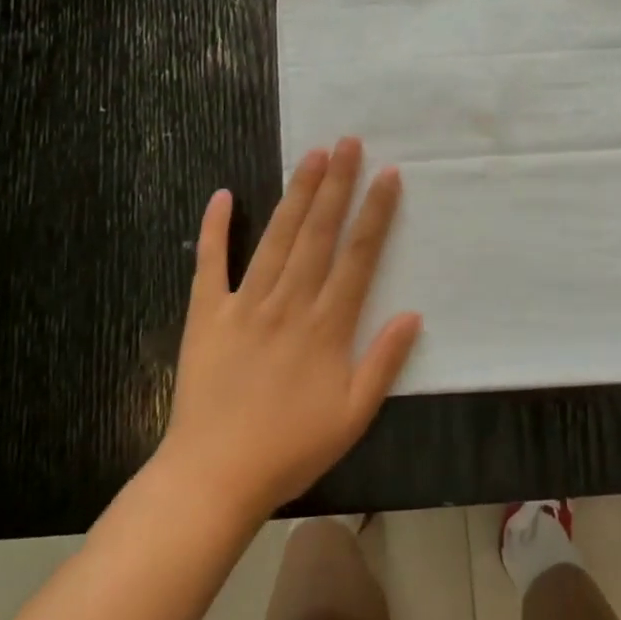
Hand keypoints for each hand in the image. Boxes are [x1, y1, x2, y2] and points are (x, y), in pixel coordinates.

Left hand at [160, 138, 420, 519]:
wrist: (213, 477)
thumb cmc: (290, 448)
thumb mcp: (353, 416)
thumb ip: (384, 362)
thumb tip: (413, 314)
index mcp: (327, 325)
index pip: (358, 256)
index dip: (375, 213)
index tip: (387, 175)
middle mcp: (290, 303)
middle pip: (319, 233)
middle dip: (336, 185)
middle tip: (348, 142)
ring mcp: (245, 304)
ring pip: (277, 238)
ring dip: (296, 194)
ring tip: (311, 155)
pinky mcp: (207, 314)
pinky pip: (211, 264)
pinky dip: (215, 229)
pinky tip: (223, 195)